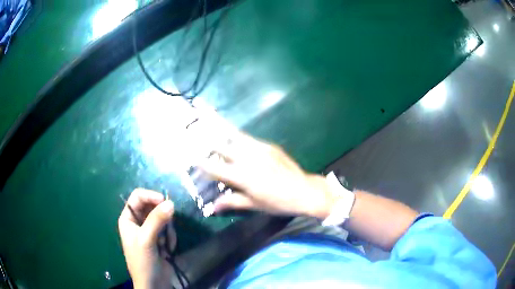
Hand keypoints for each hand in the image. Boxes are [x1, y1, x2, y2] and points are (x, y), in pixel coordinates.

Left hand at [118, 189, 174, 288]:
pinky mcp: (159, 238)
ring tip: (165, 243)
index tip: (165, 201)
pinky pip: (168, 229)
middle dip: (161, 216)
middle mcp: (137, 221)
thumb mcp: (147, 239)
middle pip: (151, 206)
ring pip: (162, 218)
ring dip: (167, 229)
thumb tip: (171, 202)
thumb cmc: (143, 261)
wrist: (153, 283)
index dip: (150, 196)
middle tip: (168, 226)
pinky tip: (168, 248)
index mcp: (128, 218)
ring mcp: (149, 230)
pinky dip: (170, 237)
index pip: (138, 197)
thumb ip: (156, 220)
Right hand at [199, 133, 339, 218]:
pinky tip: (230, 132)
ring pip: (234, 134)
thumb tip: (212, 207)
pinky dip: (236, 134)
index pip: (215, 168)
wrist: (304, 191)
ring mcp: (258, 149)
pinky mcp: (268, 145)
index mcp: (242, 176)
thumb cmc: (278, 202)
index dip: (200, 162)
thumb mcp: (254, 205)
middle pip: (221, 144)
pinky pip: (247, 137)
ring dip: (218, 124)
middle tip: (192, 121)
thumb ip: (232, 202)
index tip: (189, 155)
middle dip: (204, 134)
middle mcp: (247, 159)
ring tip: (206, 111)